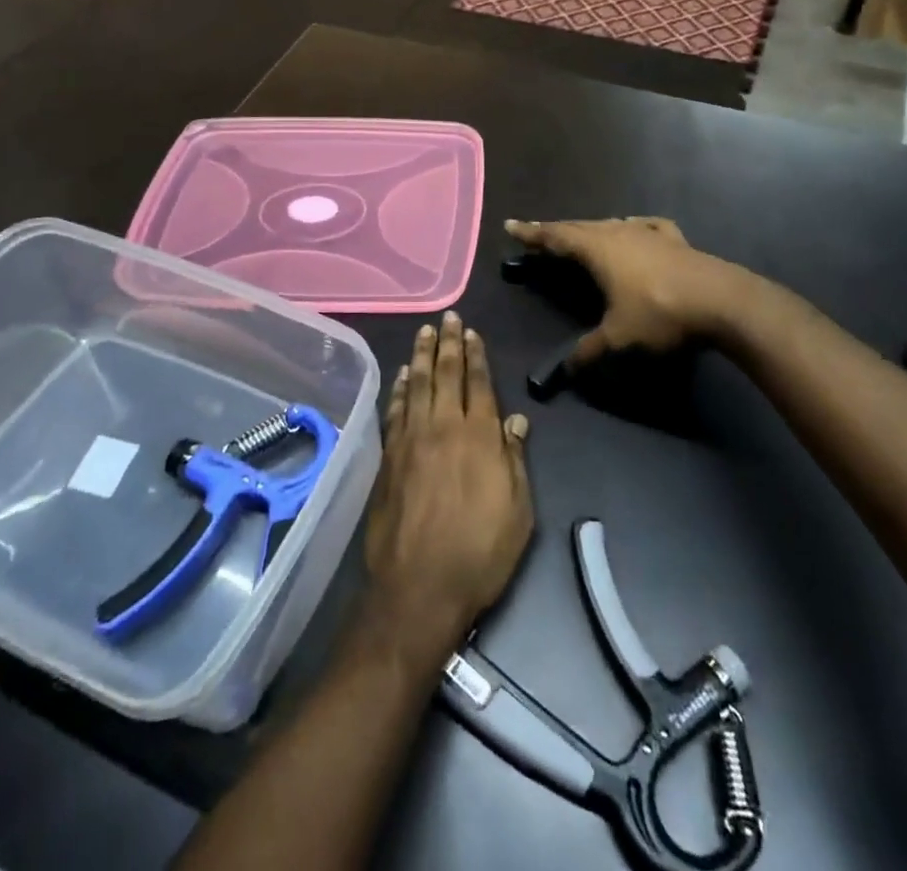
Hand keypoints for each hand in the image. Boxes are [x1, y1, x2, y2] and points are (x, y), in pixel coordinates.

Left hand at [363, 313, 532, 662]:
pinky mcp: (388, 457)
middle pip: (445, 374)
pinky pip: (395, 410)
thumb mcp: (518, 512)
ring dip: (420, 355)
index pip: (478, 384)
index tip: (471, 332)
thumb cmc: (479, 553)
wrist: (418, 588)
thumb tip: (515, 421)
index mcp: (479, 437)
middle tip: (447, 317)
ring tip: (424, 332)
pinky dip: (399, 388)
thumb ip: (514, 460)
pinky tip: (401, 375)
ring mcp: (411, 440)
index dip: (475, 355)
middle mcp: (443, 427)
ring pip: (416, 385)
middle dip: (447, 343)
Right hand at [504, 217, 725, 368]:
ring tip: (580, 235)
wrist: (722, 301)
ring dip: (591, 230)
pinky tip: (635, 228)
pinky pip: (644, 227)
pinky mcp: (674, 239)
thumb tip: (565, 371)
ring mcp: (649, 233)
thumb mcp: (619, 337)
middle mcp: (619, 233)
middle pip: (579, 227)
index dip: (532, 233)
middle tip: (537, 233)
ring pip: (610, 225)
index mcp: (598, 250)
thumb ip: (589, 351)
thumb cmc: (660, 314)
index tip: (511, 226)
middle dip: (556, 231)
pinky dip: (631, 228)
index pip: (556, 237)